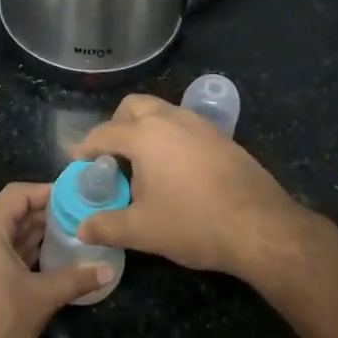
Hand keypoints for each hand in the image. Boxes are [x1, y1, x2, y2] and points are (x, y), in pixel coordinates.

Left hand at [0, 182, 111, 337]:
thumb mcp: (42, 299)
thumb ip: (76, 279)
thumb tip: (109, 270)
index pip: (15, 195)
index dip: (44, 191)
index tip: (73, 197)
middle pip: (10, 216)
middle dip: (44, 215)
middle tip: (79, 218)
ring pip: (4, 239)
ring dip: (34, 236)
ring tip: (69, 238)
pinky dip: (22, 255)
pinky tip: (47, 265)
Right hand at [71, 94, 304, 279]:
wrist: (259, 226)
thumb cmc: (193, 223)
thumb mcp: (141, 230)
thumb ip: (106, 226)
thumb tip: (82, 228)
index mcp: (145, 135)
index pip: (104, 133)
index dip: (86, 148)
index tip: (78, 164)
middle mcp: (172, 119)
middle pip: (134, 107)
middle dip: (116, 126)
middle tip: (112, 158)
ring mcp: (201, 125)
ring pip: (163, 113)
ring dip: (146, 130)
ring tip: (143, 165)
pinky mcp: (223, 138)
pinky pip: (186, 127)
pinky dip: (171, 139)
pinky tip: (176, 171)